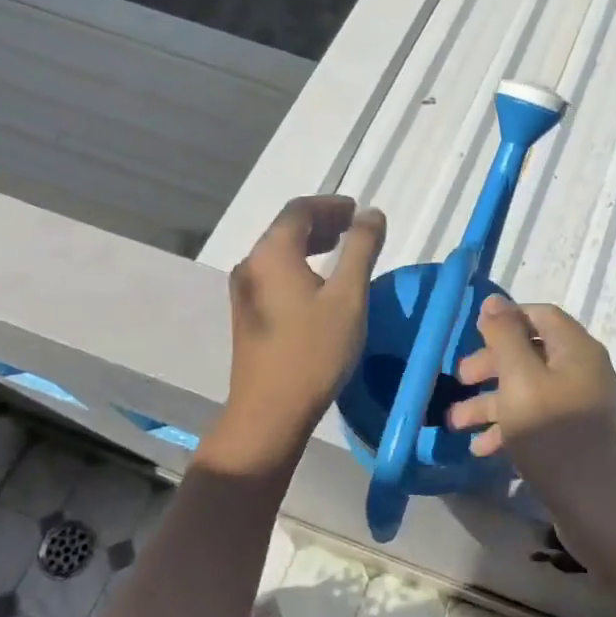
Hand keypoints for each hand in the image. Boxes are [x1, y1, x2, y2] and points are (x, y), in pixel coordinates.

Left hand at [217, 195, 385, 466]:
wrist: (269, 411)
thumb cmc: (314, 351)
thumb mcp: (348, 297)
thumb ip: (361, 249)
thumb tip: (371, 214)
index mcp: (272, 253)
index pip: (299, 209)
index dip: (331, 204)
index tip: (358, 211)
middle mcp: (251, 264)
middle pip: (286, 228)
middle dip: (322, 222)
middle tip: (354, 229)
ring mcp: (244, 291)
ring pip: (278, 253)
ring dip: (310, 244)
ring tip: (341, 252)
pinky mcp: (246, 314)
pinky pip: (273, 274)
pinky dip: (298, 265)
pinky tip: (319, 285)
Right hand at [445, 297, 615, 534]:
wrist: (599, 509)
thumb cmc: (555, 437)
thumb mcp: (521, 380)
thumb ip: (505, 337)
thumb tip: (494, 301)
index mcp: (577, 350)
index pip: (540, 316)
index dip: (506, 319)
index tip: (472, 334)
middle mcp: (583, 372)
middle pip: (531, 353)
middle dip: (491, 365)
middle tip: (459, 379)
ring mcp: (581, 407)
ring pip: (528, 390)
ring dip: (491, 402)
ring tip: (455, 423)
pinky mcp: (576, 439)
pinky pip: (537, 420)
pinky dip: (509, 428)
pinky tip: (482, 449)